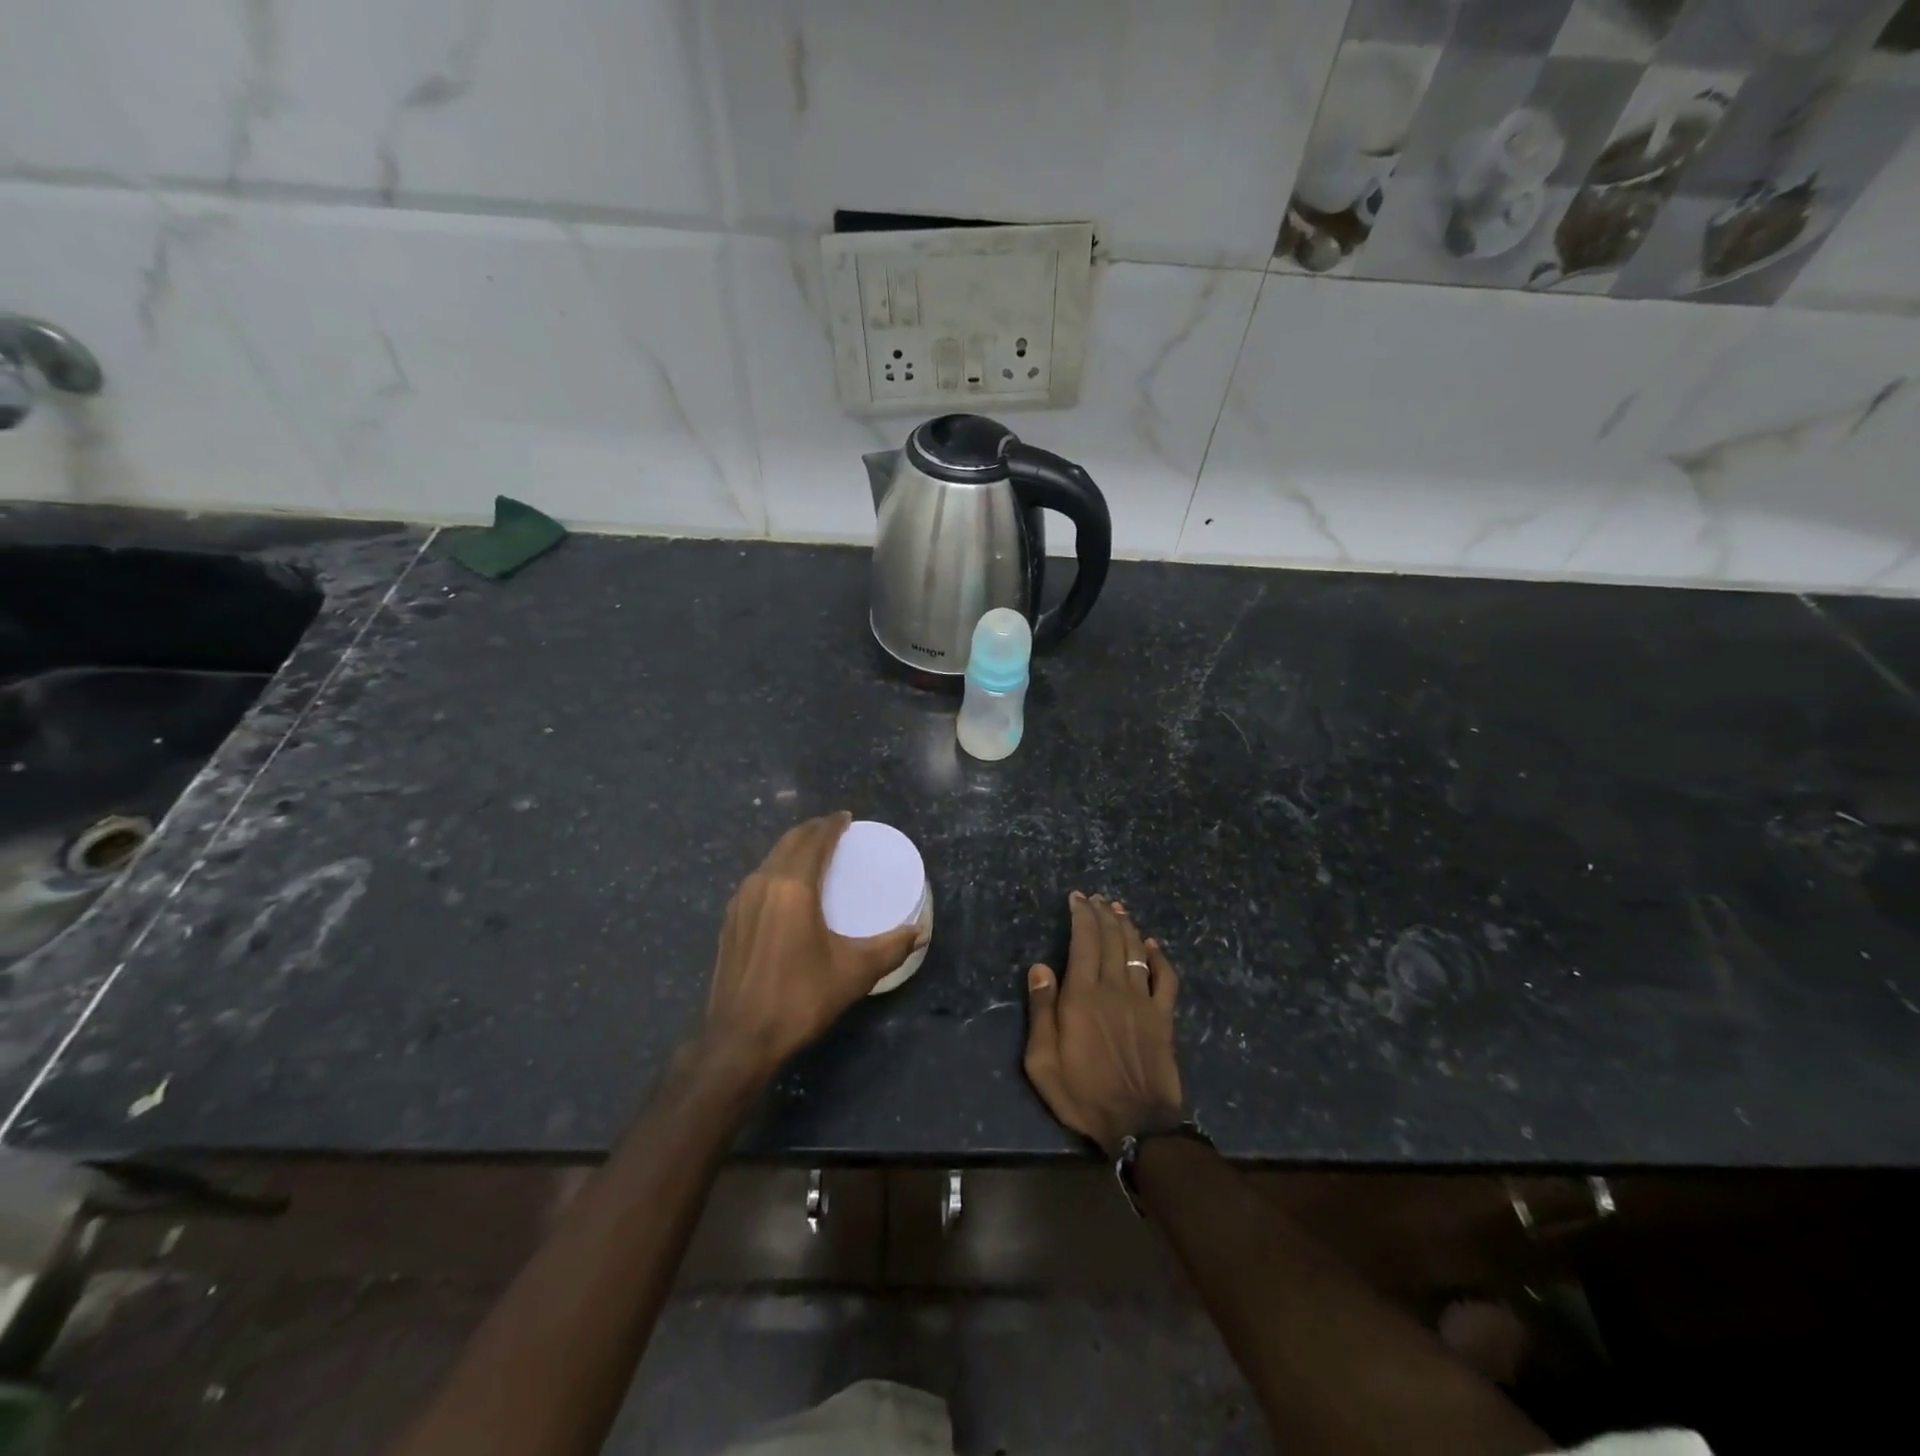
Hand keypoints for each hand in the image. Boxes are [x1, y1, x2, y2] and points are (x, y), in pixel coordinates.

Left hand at [701, 813, 920, 1082]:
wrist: (740, 1039)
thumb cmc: (801, 998)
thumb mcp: (854, 973)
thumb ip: (891, 948)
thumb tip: (919, 932)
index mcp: (793, 887)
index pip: (814, 840)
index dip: (832, 825)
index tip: (846, 817)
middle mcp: (763, 884)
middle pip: (789, 842)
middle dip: (812, 831)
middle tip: (834, 831)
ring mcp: (740, 902)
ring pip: (770, 859)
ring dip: (793, 849)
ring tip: (814, 855)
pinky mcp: (730, 921)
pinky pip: (758, 879)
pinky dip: (777, 869)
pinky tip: (787, 889)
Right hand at [1023, 892, 1183, 1155]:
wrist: (1137, 1124)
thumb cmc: (1082, 1093)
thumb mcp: (1042, 1060)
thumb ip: (1041, 1010)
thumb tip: (1039, 967)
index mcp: (1082, 995)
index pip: (1083, 941)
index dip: (1081, 915)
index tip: (1077, 897)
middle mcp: (1114, 988)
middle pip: (1111, 939)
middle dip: (1102, 914)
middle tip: (1097, 898)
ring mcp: (1143, 1001)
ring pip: (1136, 951)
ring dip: (1127, 927)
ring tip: (1119, 910)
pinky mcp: (1164, 1017)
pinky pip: (1166, 978)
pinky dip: (1160, 957)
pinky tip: (1153, 945)